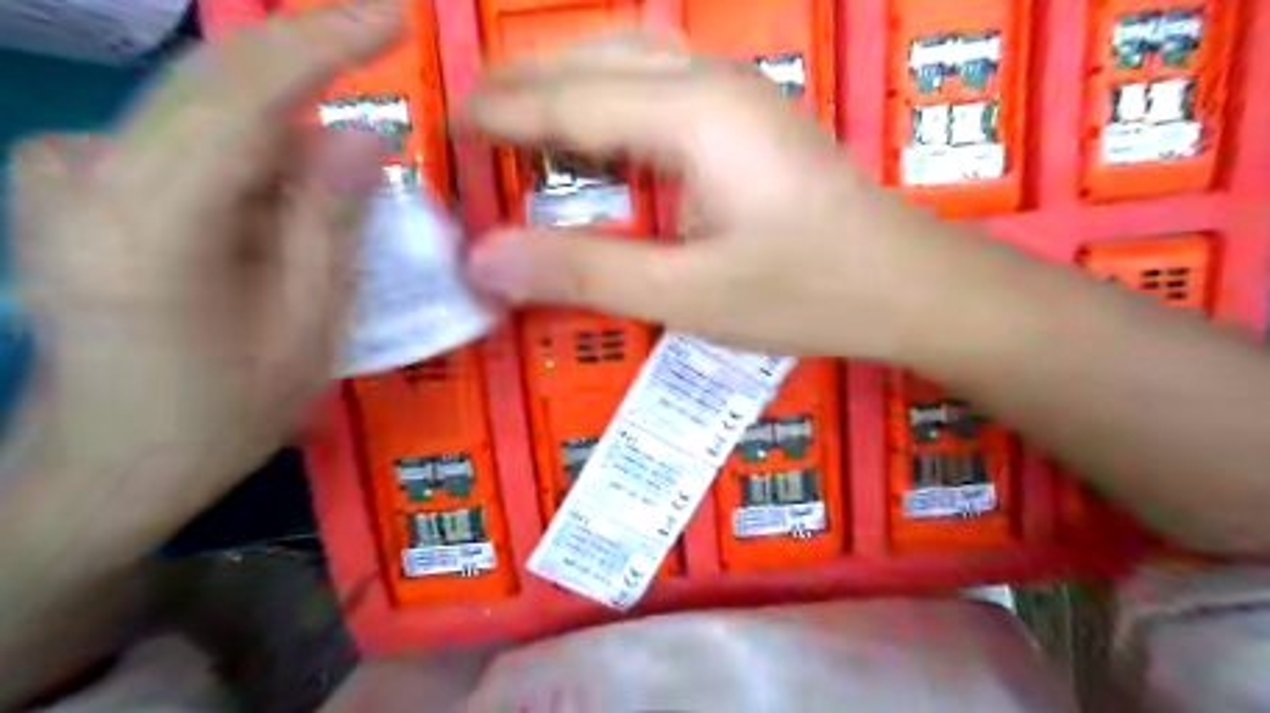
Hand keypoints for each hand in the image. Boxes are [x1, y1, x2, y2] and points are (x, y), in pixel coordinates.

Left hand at [2, 3, 395, 530]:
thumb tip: (361, 134)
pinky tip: (268, 229)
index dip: (322, 42)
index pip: (239, 92)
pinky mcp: (68, 181)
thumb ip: (331, 224)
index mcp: (146, 223)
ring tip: (317, 228)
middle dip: (313, 87)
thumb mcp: (306, 329)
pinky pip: (186, 146)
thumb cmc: (220, 414)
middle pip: (217, 89)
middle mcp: (79, 172)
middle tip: (383, 114)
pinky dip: (249, 170)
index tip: (394, 15)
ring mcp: (60, 171)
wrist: (106, 466)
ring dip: (284, 154)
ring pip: (209, 122)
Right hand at [465, 43, 962, 358]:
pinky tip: (599, 131)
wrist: (907, 285)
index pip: (564, 99)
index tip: (445, 130)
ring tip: (521, 119)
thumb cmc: (806, 293)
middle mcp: (709, 80)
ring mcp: (737, 92)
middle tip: (473, 122)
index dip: (498, 113)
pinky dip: (610, 100)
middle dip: (525, 84)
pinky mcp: (751, 117)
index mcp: (689, 113)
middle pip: (592, 59)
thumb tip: (485, 261)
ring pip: (628, 61)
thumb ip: (584, 272)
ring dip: (567, 84)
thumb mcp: (688, 295)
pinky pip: (659, 85)